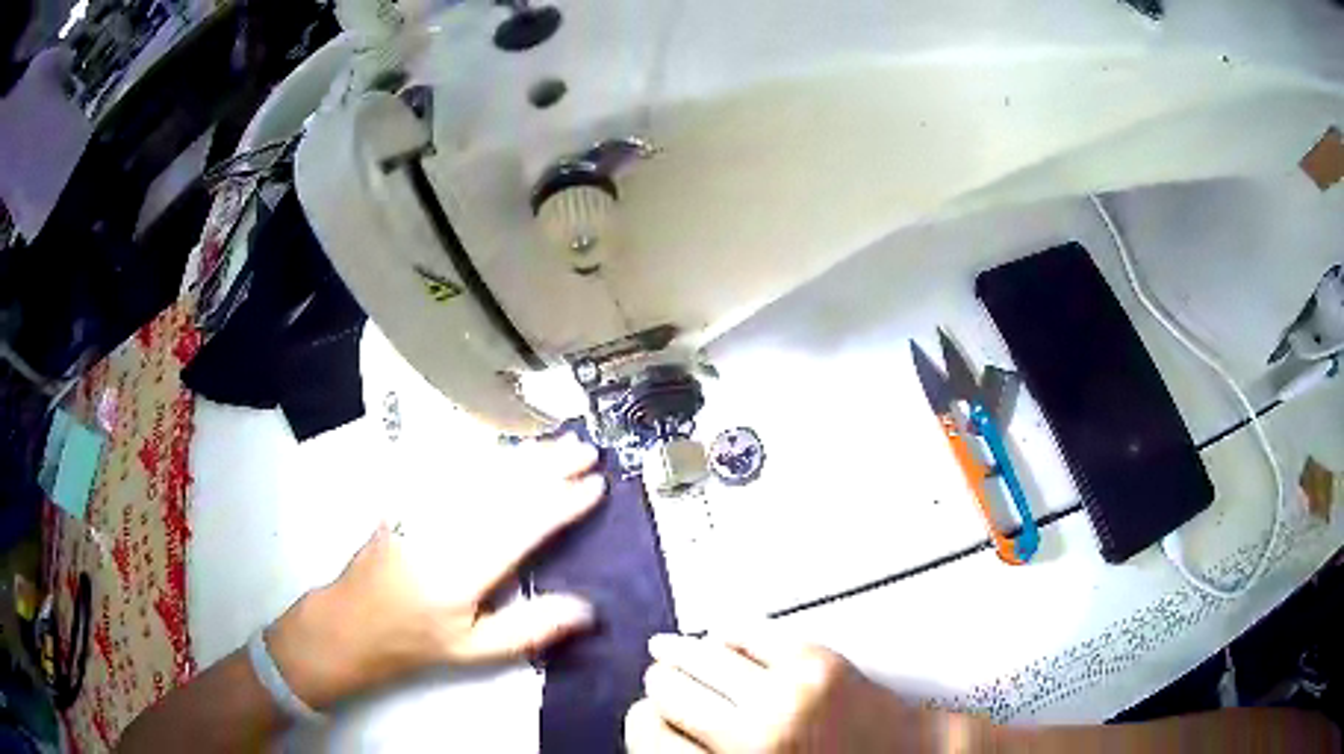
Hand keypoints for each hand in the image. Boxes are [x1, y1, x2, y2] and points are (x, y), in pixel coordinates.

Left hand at [266, 435, 606, 708]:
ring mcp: (421, 506)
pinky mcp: (408, 498)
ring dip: (523, 454)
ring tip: (559, 443)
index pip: (522, 525)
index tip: (595, 486)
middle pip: (503, 486)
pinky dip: (485, 452)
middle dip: (548, 465)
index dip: (561, 503)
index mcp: (463, 569)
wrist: (351, 619)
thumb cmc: (416, 639)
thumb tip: (586, 609)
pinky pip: (452, 466)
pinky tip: (505, 446)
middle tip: (586, 450)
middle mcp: (442, 527)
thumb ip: (530, 629)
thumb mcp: (474, 651)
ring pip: (480, 470)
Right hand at [626, 634, 971, 752]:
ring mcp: (786, 694)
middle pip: (669, 690)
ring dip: (682, 652)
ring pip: (703, 655)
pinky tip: (720, 637)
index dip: (644, 721)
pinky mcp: (816, 661)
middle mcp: (753, 735)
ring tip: (672, 649)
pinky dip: (728, 634)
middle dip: (662, 684)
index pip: (648, 735)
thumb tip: (665, 730)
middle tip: (660, 680)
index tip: (648, 714)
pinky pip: (750, 633)